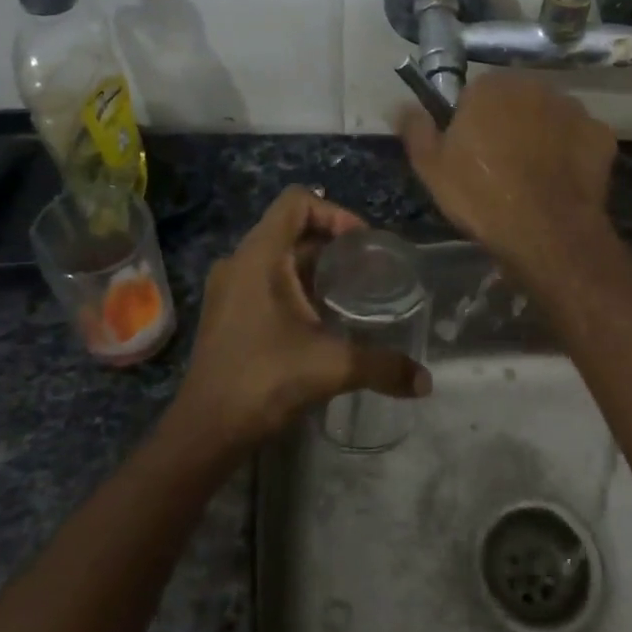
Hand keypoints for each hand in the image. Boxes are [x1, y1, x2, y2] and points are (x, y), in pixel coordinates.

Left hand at [176, 186, 430, 450]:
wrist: (206, 430)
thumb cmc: (264, 381)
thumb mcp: (331, 367)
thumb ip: (383, 367)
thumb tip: (425, 382)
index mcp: (259, 256)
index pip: (297, 201)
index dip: (334, 212)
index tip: (363, 244)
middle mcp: (240, 262)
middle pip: (291, 228)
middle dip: (332, 243)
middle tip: (367, 269)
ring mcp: (229, 288)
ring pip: (278, 257)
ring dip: (315, 267)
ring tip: (350, 293)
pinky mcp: (227, 312)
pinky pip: (266, 280)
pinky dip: (296, 287)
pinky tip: (321, 319)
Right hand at [397, 75, 617, 274]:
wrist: (546, 232)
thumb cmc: (481, 195)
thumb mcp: (431, 167)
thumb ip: (415, 128)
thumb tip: (401, 105)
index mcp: (492, 86)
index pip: (475, 93)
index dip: (470, 122)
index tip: (468, 152)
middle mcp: (536, 86)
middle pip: (515, 101)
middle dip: (508, 124)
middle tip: (498, 165)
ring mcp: (574, 109)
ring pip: (549, 117)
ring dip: (540, 135)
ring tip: (532, 176)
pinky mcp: (601, 135)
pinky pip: (579, 139)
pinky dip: (571, 153)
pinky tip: (560, 181)